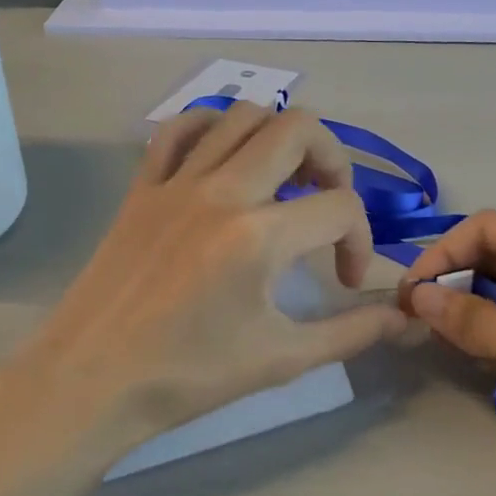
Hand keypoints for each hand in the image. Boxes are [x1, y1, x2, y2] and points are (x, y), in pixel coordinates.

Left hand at [10, 102, 407, 450]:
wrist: (91, 380)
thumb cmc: (188, 376)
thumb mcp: (281, 360)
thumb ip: (351, 332)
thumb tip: (404, 319)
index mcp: (259, 237)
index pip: (340, 208)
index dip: (360, 241)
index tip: (343, 280)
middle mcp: (222, 192)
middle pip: (300, 129)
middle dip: (333, 161)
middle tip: (328, 203)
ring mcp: (176, 182)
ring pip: (242, 115)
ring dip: (278, 137)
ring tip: (284, 180)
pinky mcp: (142, 187)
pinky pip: (179, 129)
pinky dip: (212, 129)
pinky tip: (224, 161)